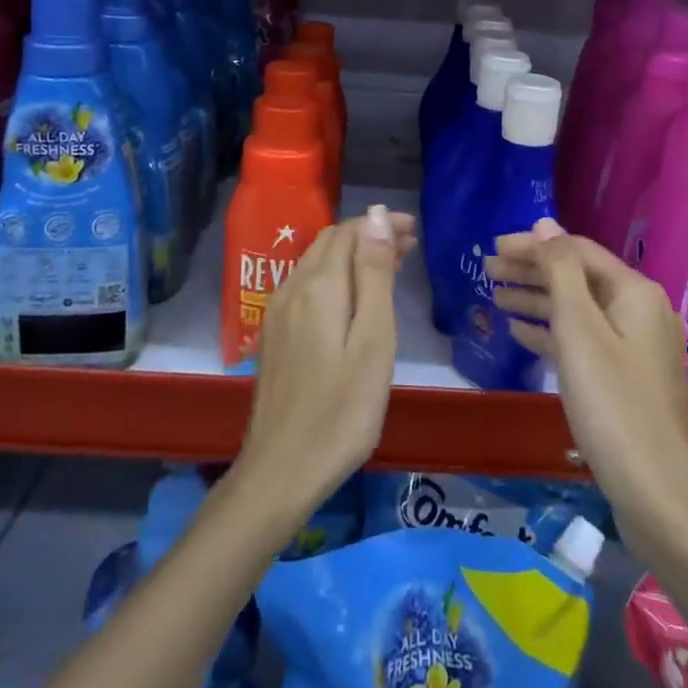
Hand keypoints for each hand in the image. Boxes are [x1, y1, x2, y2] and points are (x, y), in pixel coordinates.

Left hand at [235, 204, 415, 519]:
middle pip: (331, 242)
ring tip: (388, 266)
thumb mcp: (374, 339)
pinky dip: (335, 276)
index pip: (350, 231)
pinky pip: (306, 285)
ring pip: (317, 262)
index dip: (381, 224)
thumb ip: (374, 274)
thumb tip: (375, 216)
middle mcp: (292, 288)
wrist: (281, 471)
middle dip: (368, 235)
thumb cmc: (342, 409)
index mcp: (319, 285)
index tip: (413, 230)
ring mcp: (278, 312)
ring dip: (352, 255)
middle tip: (407, 246)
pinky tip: (352, 298)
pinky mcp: (273, 335)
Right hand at [484, 219, 687, 557]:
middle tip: (486, 270)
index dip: (533, 245)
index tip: (493, 246)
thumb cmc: (612, 403)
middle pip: (576, 277)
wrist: (655, 492)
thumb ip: (560, 271)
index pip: (576, 251)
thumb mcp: (580, 329)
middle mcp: (639, 310)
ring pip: (577, 309)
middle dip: (531, 271)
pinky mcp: (625, 376)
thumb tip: (545, 224)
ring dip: (536, 300)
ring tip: (493, 296)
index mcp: (634, 291)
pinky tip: (519, 333)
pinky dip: (551, 332)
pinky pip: (583, 340)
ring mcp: (634, 345)